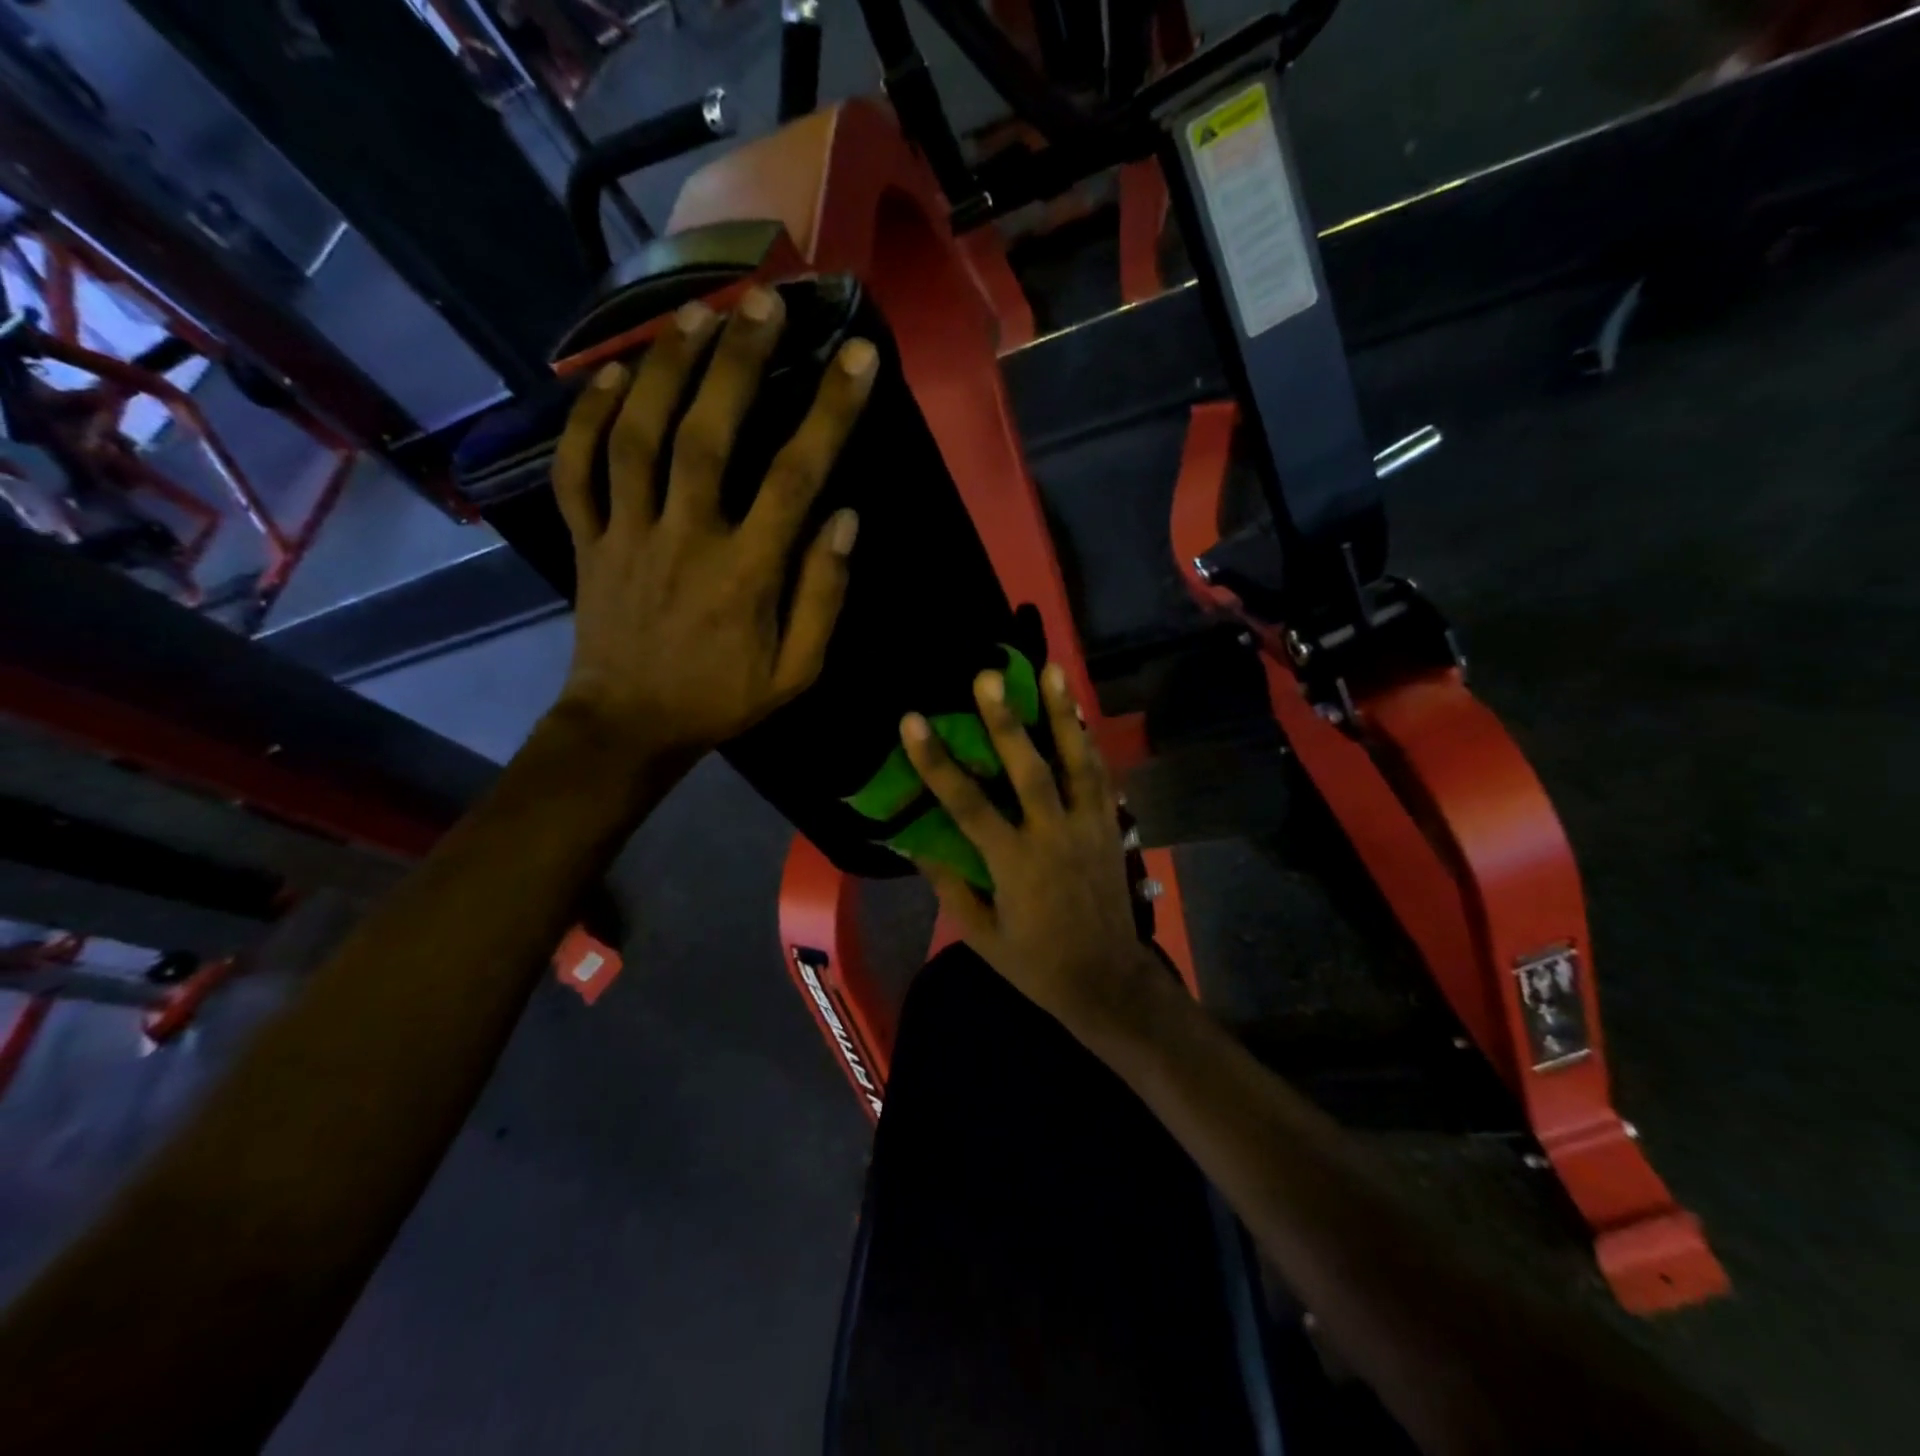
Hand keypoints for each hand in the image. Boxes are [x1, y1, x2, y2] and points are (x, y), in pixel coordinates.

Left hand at [550, 286, 876, 762]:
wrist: (630, 727)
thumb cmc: (724, 699)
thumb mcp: (797, 672)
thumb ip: (823, 597)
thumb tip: (846, 519)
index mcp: (746, 574)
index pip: (795, 479)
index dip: (830, 414)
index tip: (858, 358)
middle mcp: (685, 539)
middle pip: (707, 437)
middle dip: (738, 362)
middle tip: (764, 302)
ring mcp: (628, 534)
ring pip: (638, 438)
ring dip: (665, 369)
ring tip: (696, 313)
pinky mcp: (588, 539)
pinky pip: (579, 471)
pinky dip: (588, 418)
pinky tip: (611, 374)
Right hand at [901, 662, 1158, 1035]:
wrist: (1108, 982)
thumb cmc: (1036, 964)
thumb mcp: (981, 934)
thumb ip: (950, 884)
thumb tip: (916, 840)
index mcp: (1014, 865)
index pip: (968, 806)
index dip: (937, 763)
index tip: (911, 722)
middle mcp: (1053, 837)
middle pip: (1030, 770)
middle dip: (1007, 721)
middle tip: (988, 675)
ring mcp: (1089, 828)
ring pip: (1077, 762)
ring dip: (1063, 713)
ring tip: (1052, 669)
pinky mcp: (1112, 828)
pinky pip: (1101, 776)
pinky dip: (1089, 741)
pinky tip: (1079, 712)